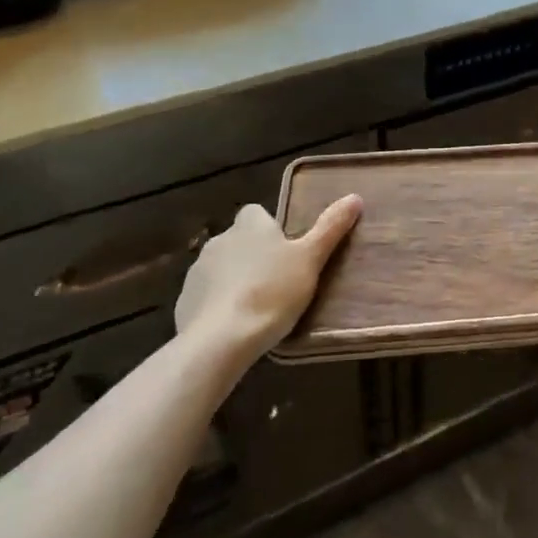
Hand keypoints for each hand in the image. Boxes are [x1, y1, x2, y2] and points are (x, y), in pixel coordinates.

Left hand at [175, 196, 361, 360]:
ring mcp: (197, 273)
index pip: (256, 213)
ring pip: (221, 269)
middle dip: (253, 256)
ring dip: (235, 280)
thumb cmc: (272, 292)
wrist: (220, 340)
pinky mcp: (184, 303)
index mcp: (249, 226)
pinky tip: (235, 326)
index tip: (286, 249)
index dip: (270, 228)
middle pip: (239, 240)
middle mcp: (219, 240)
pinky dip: (218, 305)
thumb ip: (331, 228)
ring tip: (258, 306)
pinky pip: (206, 297)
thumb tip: (354, 197)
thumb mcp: (311, 259)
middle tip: (278, 280)